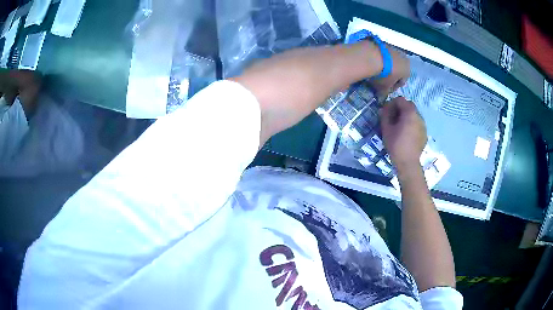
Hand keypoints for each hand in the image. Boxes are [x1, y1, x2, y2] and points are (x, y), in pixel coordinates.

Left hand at [368, 45, 409, 100]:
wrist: (372, 55)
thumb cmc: (383, 75)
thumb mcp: (384, 88)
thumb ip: (385, 93)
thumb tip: (382, 96)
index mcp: (407, 69)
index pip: (402, 81)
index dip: (393, 87)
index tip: (385, 90)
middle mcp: (403, 57)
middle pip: (396, 70)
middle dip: (389, 76)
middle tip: (379, 81)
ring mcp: (393, 48)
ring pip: (390, 61)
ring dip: (384, 66)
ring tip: (374, 72)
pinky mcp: (382, 43)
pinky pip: (381, 54)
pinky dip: (378, 59)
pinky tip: (371, 63)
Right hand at [379, 97, 426, 171]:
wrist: (408, 163)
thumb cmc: (396, 145)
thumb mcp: (386, 129)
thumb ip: (385, 115)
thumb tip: (384, 108)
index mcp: (410, 113)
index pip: (401, 100)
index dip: (392, 103)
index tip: (387, 112)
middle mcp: (419, 116)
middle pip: (409, 106)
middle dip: (400, 109)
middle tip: (393, 119)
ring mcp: (423, 125)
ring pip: (414, 115)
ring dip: (407, 117)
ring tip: (400, 128)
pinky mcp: (425, 134)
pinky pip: (417, 124)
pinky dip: (412, 125)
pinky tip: (406, 135)